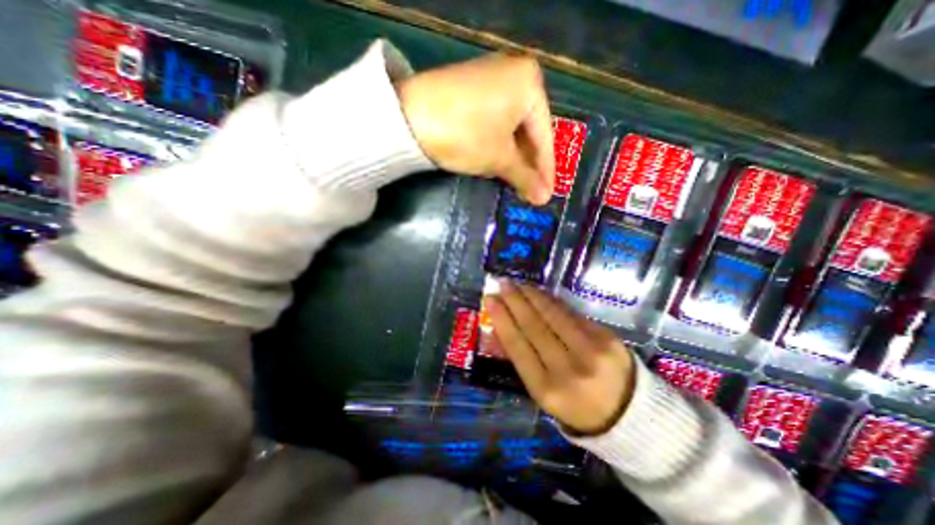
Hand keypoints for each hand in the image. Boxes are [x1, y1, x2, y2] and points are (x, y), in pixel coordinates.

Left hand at [393, 54, 553, 205]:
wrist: (407, 118)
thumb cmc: (465, 135)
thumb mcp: (499, 158)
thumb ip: (525, 177)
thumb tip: (543, 198)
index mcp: (529, 84)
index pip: (545, 136)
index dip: (546, 170)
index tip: (547, 195)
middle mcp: (514, 74)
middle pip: (528, 131)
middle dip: (528, 165)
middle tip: (530, 191)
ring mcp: (490, 80)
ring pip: (511, 128)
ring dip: (513, 157)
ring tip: (516, 183)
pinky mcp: (471, 90)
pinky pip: (494, 122)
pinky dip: (498, 145)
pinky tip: (498, 163)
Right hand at [481, 281, 635, 435]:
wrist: (629, 415)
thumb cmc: (575, 406)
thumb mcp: (543, 392)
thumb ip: (522, 359)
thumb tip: (502, 326)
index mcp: (547, 389)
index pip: (517, 345)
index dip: (501, 319)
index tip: (490, 300)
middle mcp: (568, 369)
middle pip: (534, 325)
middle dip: (514, 300)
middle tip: (502, 283)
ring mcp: (591, 351)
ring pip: (553, 314)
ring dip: (532, 295)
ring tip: (518, 284)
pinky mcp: (607, 337)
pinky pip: (572, 313)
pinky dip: (552, 301)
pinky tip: (540, 293)